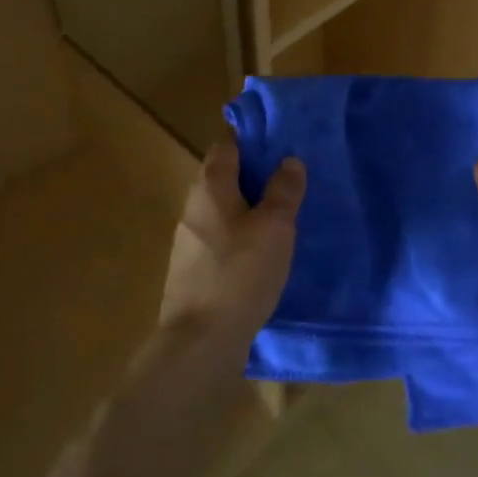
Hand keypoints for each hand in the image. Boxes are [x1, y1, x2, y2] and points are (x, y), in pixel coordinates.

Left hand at [159, 132, 305, 353]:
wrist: (199, 341)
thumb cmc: (240, 273)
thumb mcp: (274, 227)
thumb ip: (283, 190)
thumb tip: (289, 160)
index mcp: (211, 186)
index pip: (226, 144)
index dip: (249, 135)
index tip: (276, 136)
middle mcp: (193, 205)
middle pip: (221, 174)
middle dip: (251, 171)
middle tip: (286, 174)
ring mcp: (188, 239)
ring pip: (220, 207)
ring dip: (245, 204)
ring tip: (279, 211)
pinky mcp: (191, 269)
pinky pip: (218, 235)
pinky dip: (238, 232)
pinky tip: (259, 249)